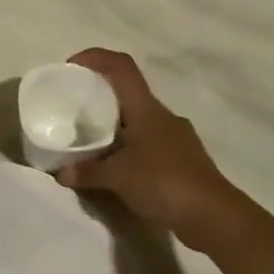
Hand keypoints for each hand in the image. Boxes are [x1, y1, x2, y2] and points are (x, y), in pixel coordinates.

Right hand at [54, 49, 230, 246]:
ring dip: (113, 126)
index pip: (121, 67)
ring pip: (138, 120)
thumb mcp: (117, 177)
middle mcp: (162, 116)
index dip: (96, 57)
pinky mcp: (182, 159)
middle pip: (127, 93)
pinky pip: (147, 144)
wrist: (213, 215)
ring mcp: (175, 137)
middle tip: (73, 110)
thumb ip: (87, 171)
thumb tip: (61, 172)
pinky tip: (115, 169)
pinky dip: (127, 149)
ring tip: (89, 143)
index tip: (71, 67)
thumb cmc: (163, 181)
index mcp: (146, 108)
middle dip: (99, 96)